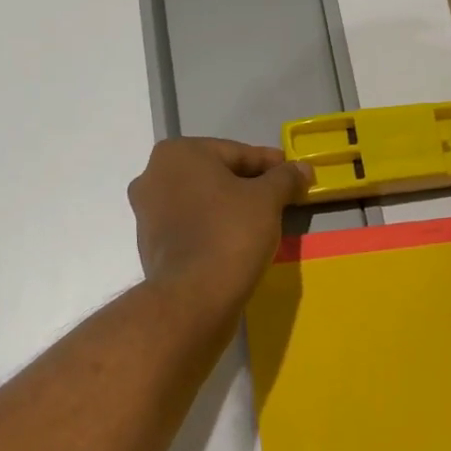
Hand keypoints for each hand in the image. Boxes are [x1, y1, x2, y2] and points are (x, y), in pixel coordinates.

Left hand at [127, 138, 311, 316]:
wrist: (194, 297)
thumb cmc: (231, 233)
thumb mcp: (268, 199)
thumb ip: (286, 177)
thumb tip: (303, 168)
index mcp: (178, 154)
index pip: (237, 153)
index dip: (271, 165)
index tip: (294, 176)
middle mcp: (153, 174)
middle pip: (217, 174)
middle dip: (249, 185)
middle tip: (281, 198)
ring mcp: (146, 211)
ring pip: (202, 200)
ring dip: (231, 206)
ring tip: (262, 221)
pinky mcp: (150, 243)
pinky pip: (191, 225)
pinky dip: (214, 227)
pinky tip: (237, 240)